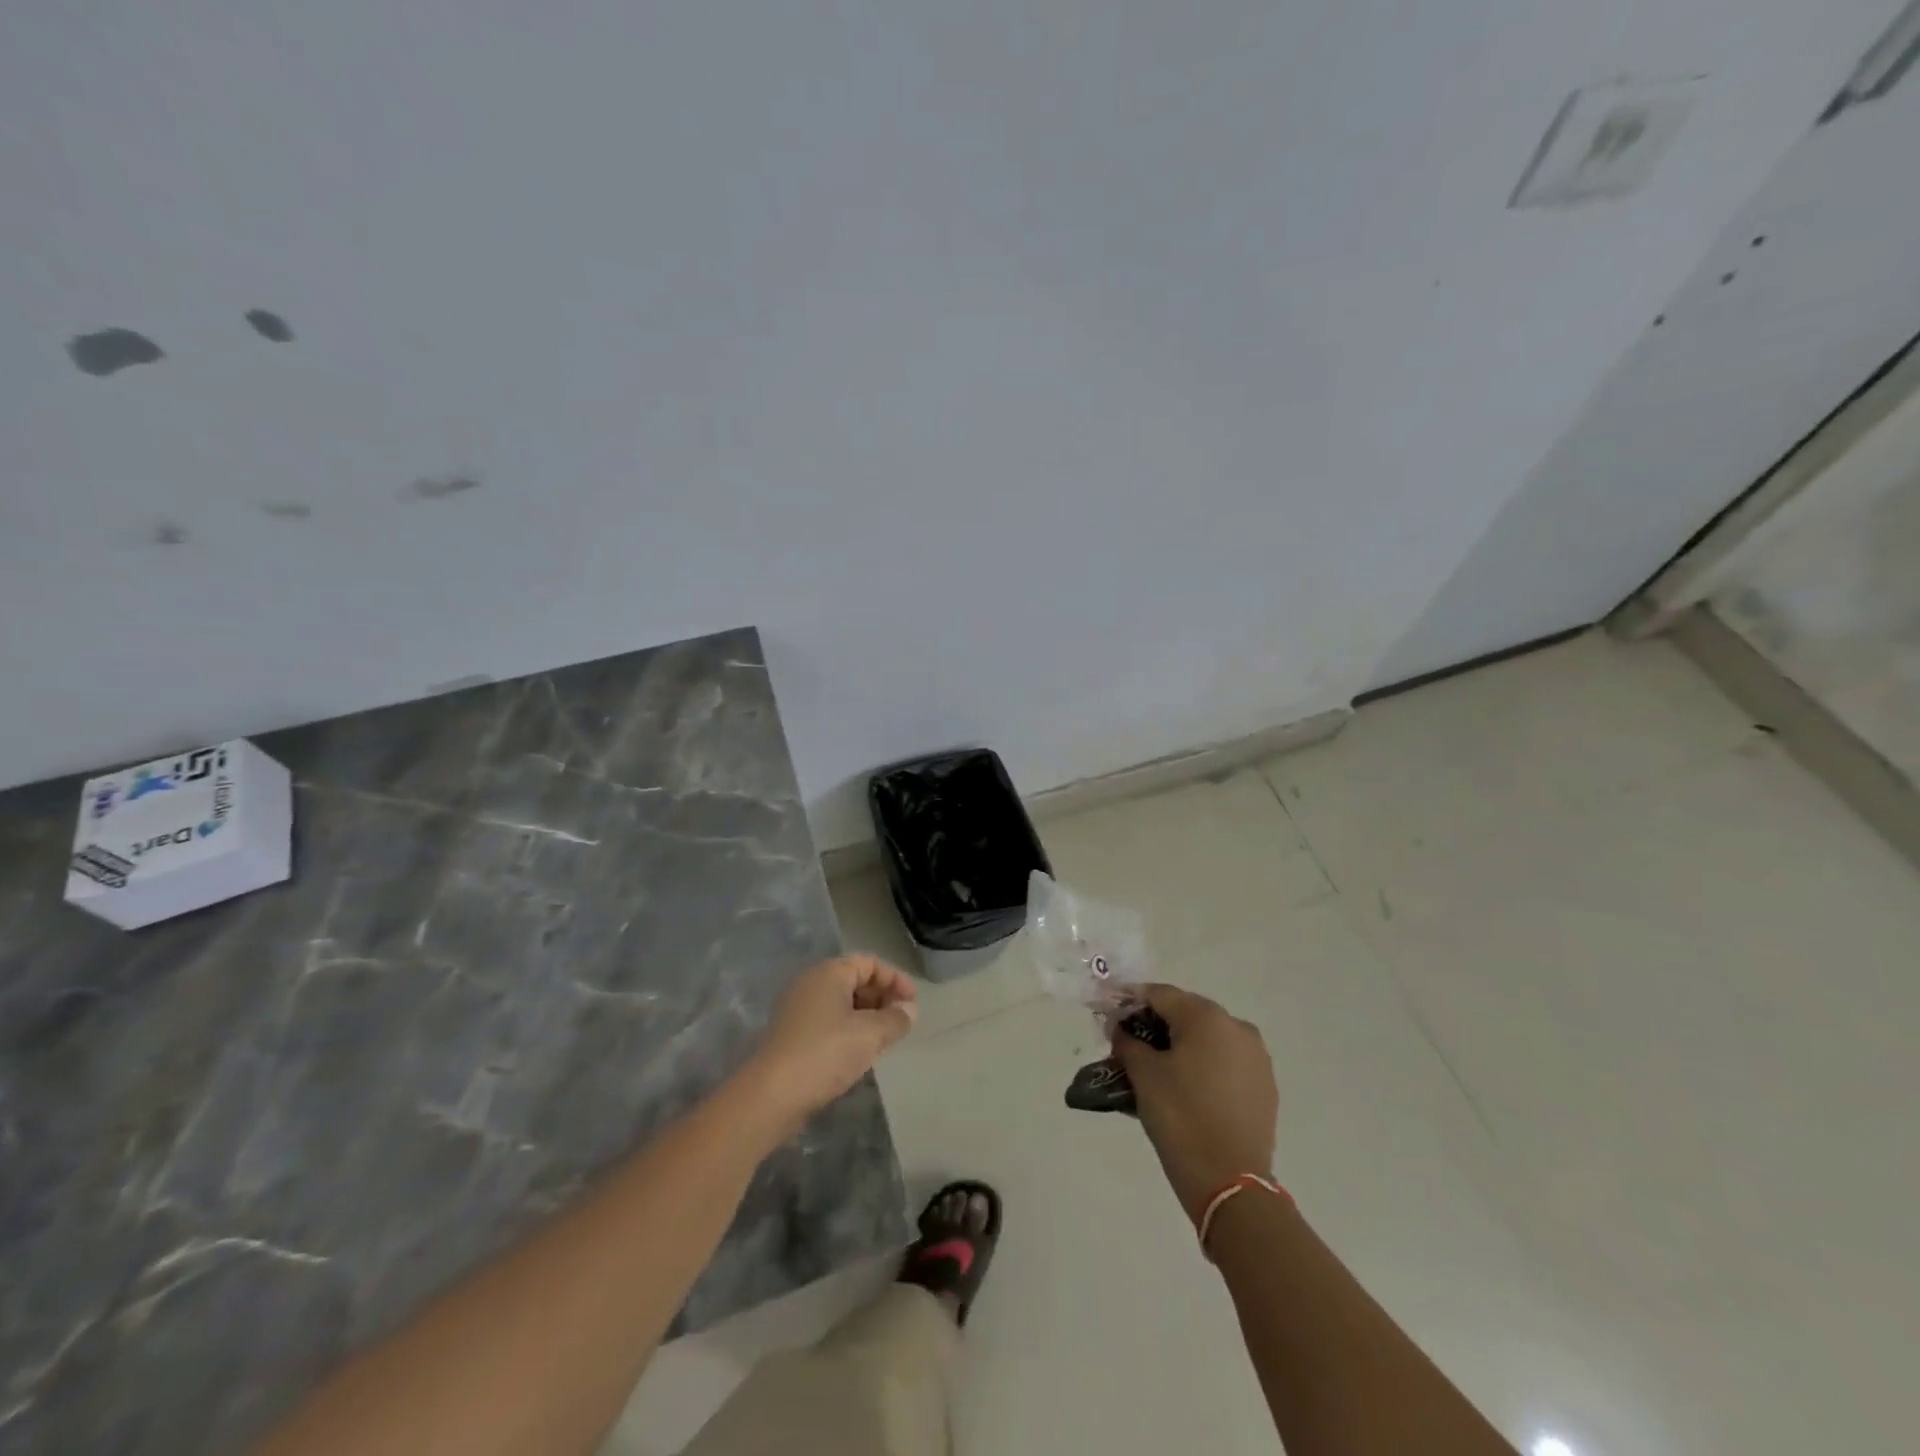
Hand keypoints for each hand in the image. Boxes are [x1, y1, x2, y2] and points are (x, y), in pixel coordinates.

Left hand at [744, 955, 917, 1135]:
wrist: (772, 1095)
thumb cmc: (826, 1052)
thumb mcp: (870, 1034)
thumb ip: (895, 1018)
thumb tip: (909, 1010)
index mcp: (829, 972)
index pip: (869, 963)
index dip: (895, 979)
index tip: (913, 1003)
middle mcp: (811, 983)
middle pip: (854, 980)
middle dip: (882, 997)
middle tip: (901, 1021)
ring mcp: (797, 1009)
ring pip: (841, 1003)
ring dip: (866, 1016)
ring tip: (884, 1039)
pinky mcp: (791, 1034)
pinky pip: (828, 1021)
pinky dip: (848, 1029)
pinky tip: (859, 1052)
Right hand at [1110, 984, 1277, 1222]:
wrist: (1231, 1182)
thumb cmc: (1181, 1117)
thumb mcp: (1144, 1075)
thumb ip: (1127, 1041)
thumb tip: (1121, 1028)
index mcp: (1206, 1016)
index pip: (1159, 994)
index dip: (1130, 1001)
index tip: (1109, 1015)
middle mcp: (1236, 1026)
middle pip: (1186, 1013)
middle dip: (1156, 1024)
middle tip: (1129, 1043)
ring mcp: (1256, 1056)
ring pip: (1208, 1038)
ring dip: (1181, 1045)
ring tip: (1156, 1069)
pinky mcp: (1265, 1085)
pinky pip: (1226, 1062)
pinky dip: (1203, 1065)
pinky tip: (1186, 1088)